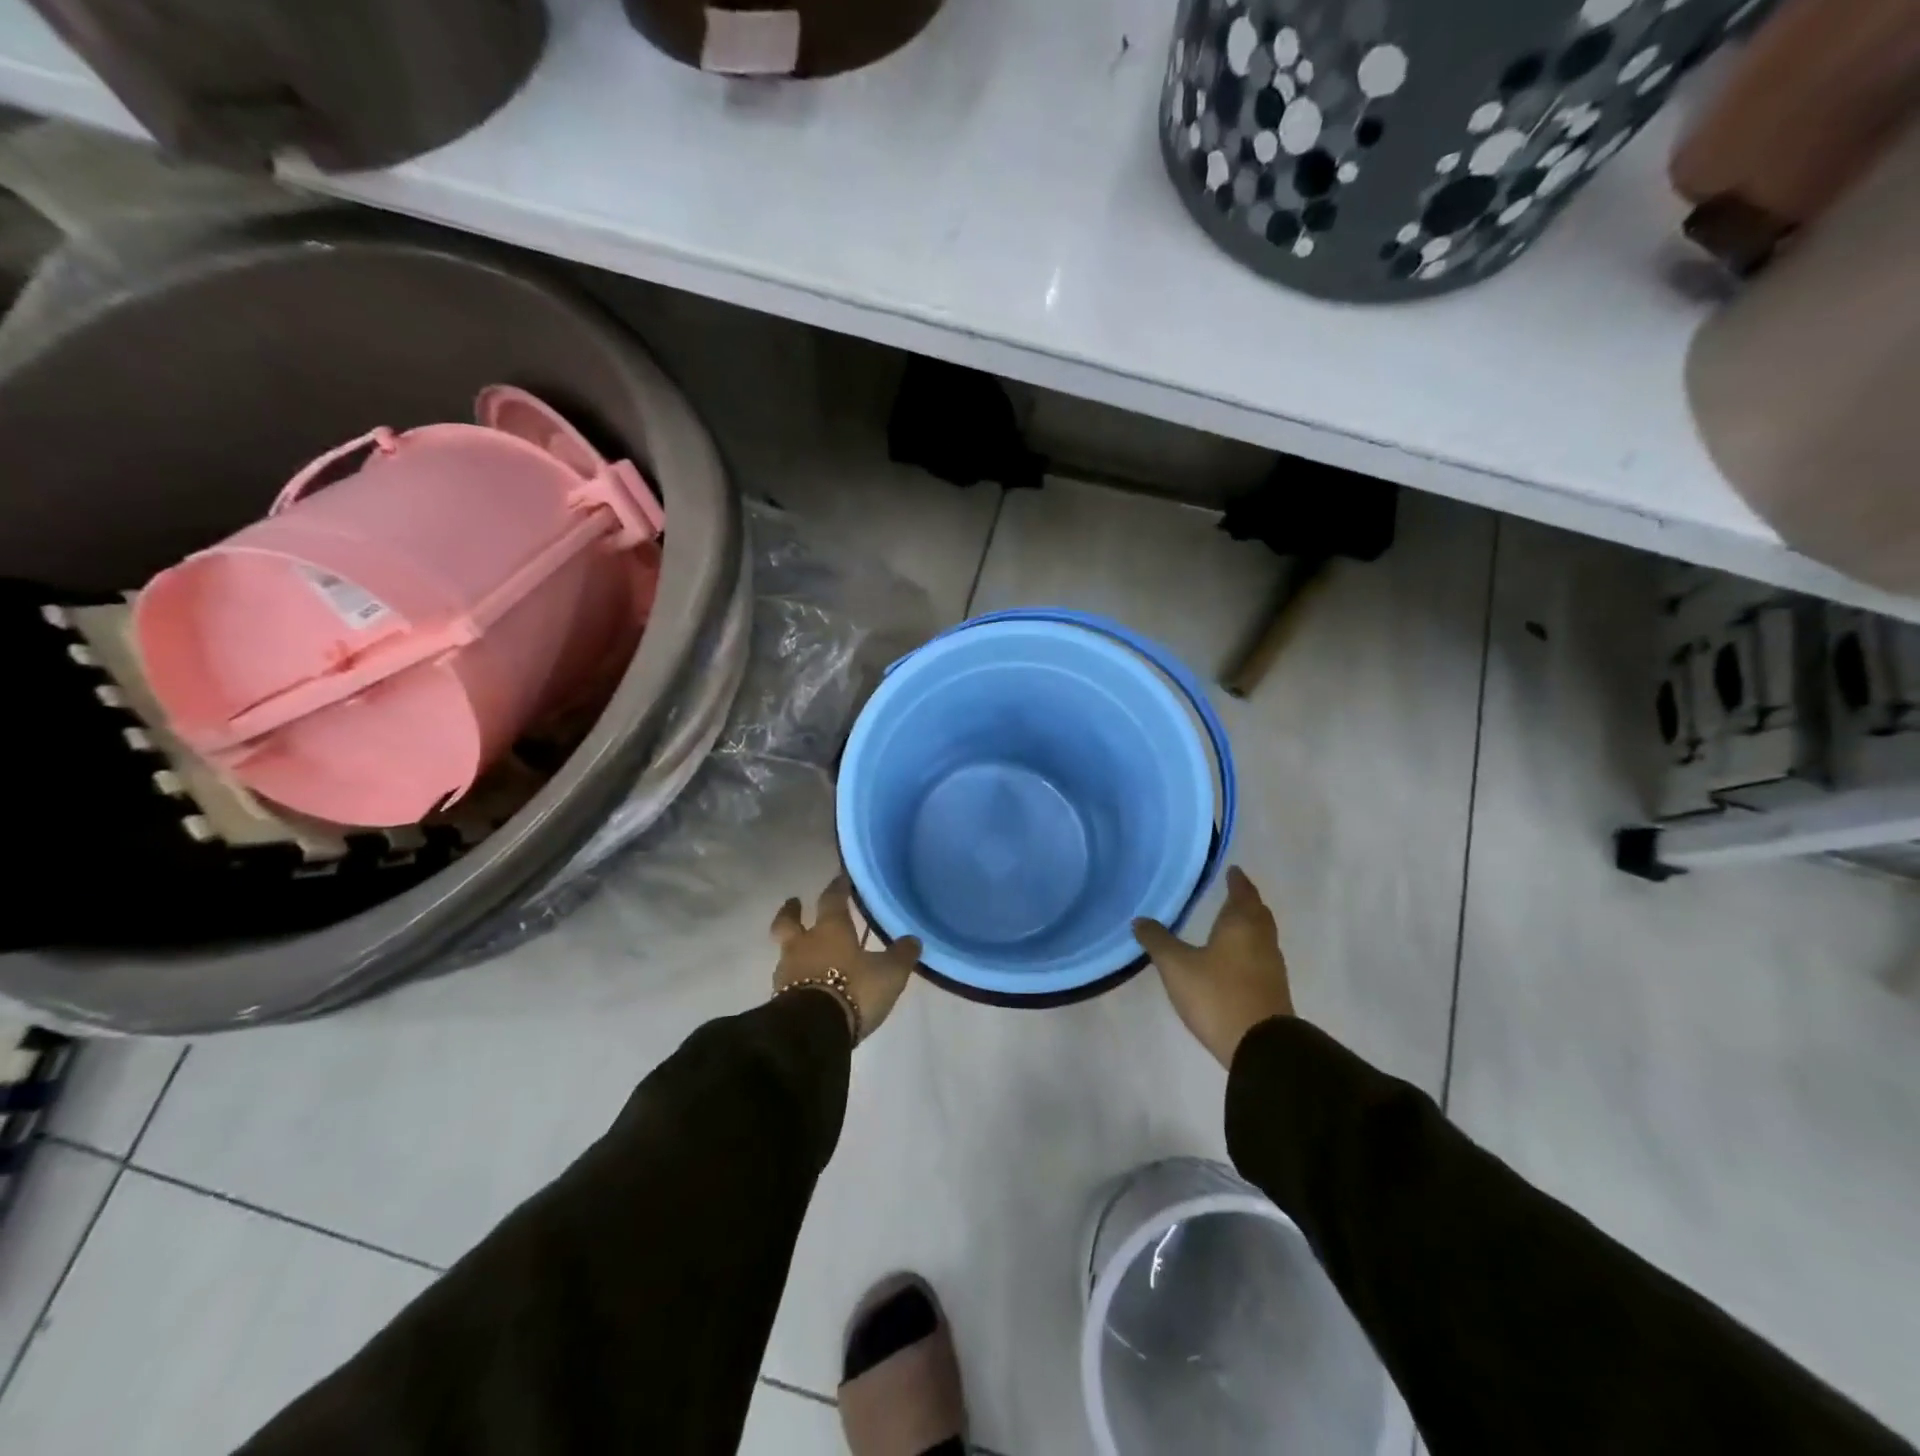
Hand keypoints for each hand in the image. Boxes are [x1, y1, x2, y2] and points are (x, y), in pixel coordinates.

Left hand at [770, 876, 921, 1042]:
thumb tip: (912, 939)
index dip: (837, 888)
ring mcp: (787, 972)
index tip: (840, 878)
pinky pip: (787, 980)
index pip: (832, 899)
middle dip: (792, 911)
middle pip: (789, 922)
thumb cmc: (853, 989)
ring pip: (787, 951)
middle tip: (794, 902)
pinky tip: (805, 984)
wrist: (812, 1031)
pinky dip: (795, 977)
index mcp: (830, 929)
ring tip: (804, 952)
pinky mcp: (780, 999)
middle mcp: (804, 944)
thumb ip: (901, 955)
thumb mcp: (889, 973)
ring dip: (794, 947)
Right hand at [1133, 866, 1293, 1066]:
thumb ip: (1158, 941)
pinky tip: (1234, 958)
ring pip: (1261, 935)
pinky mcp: (1272, 990)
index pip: (1242, 893)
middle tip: (1232, 893)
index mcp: (1241, 924)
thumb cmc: (1218, 995)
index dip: (1236, 881)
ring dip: (1248, 925)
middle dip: (1245, 901)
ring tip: (1230, 923)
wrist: (1260, 1046)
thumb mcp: (1177, 966)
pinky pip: (1260, 956)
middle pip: (1257, 912)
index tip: (1232, 870)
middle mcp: (1261, 939)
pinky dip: (1249, 948)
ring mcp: (1271, 966)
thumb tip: (1139, 920)